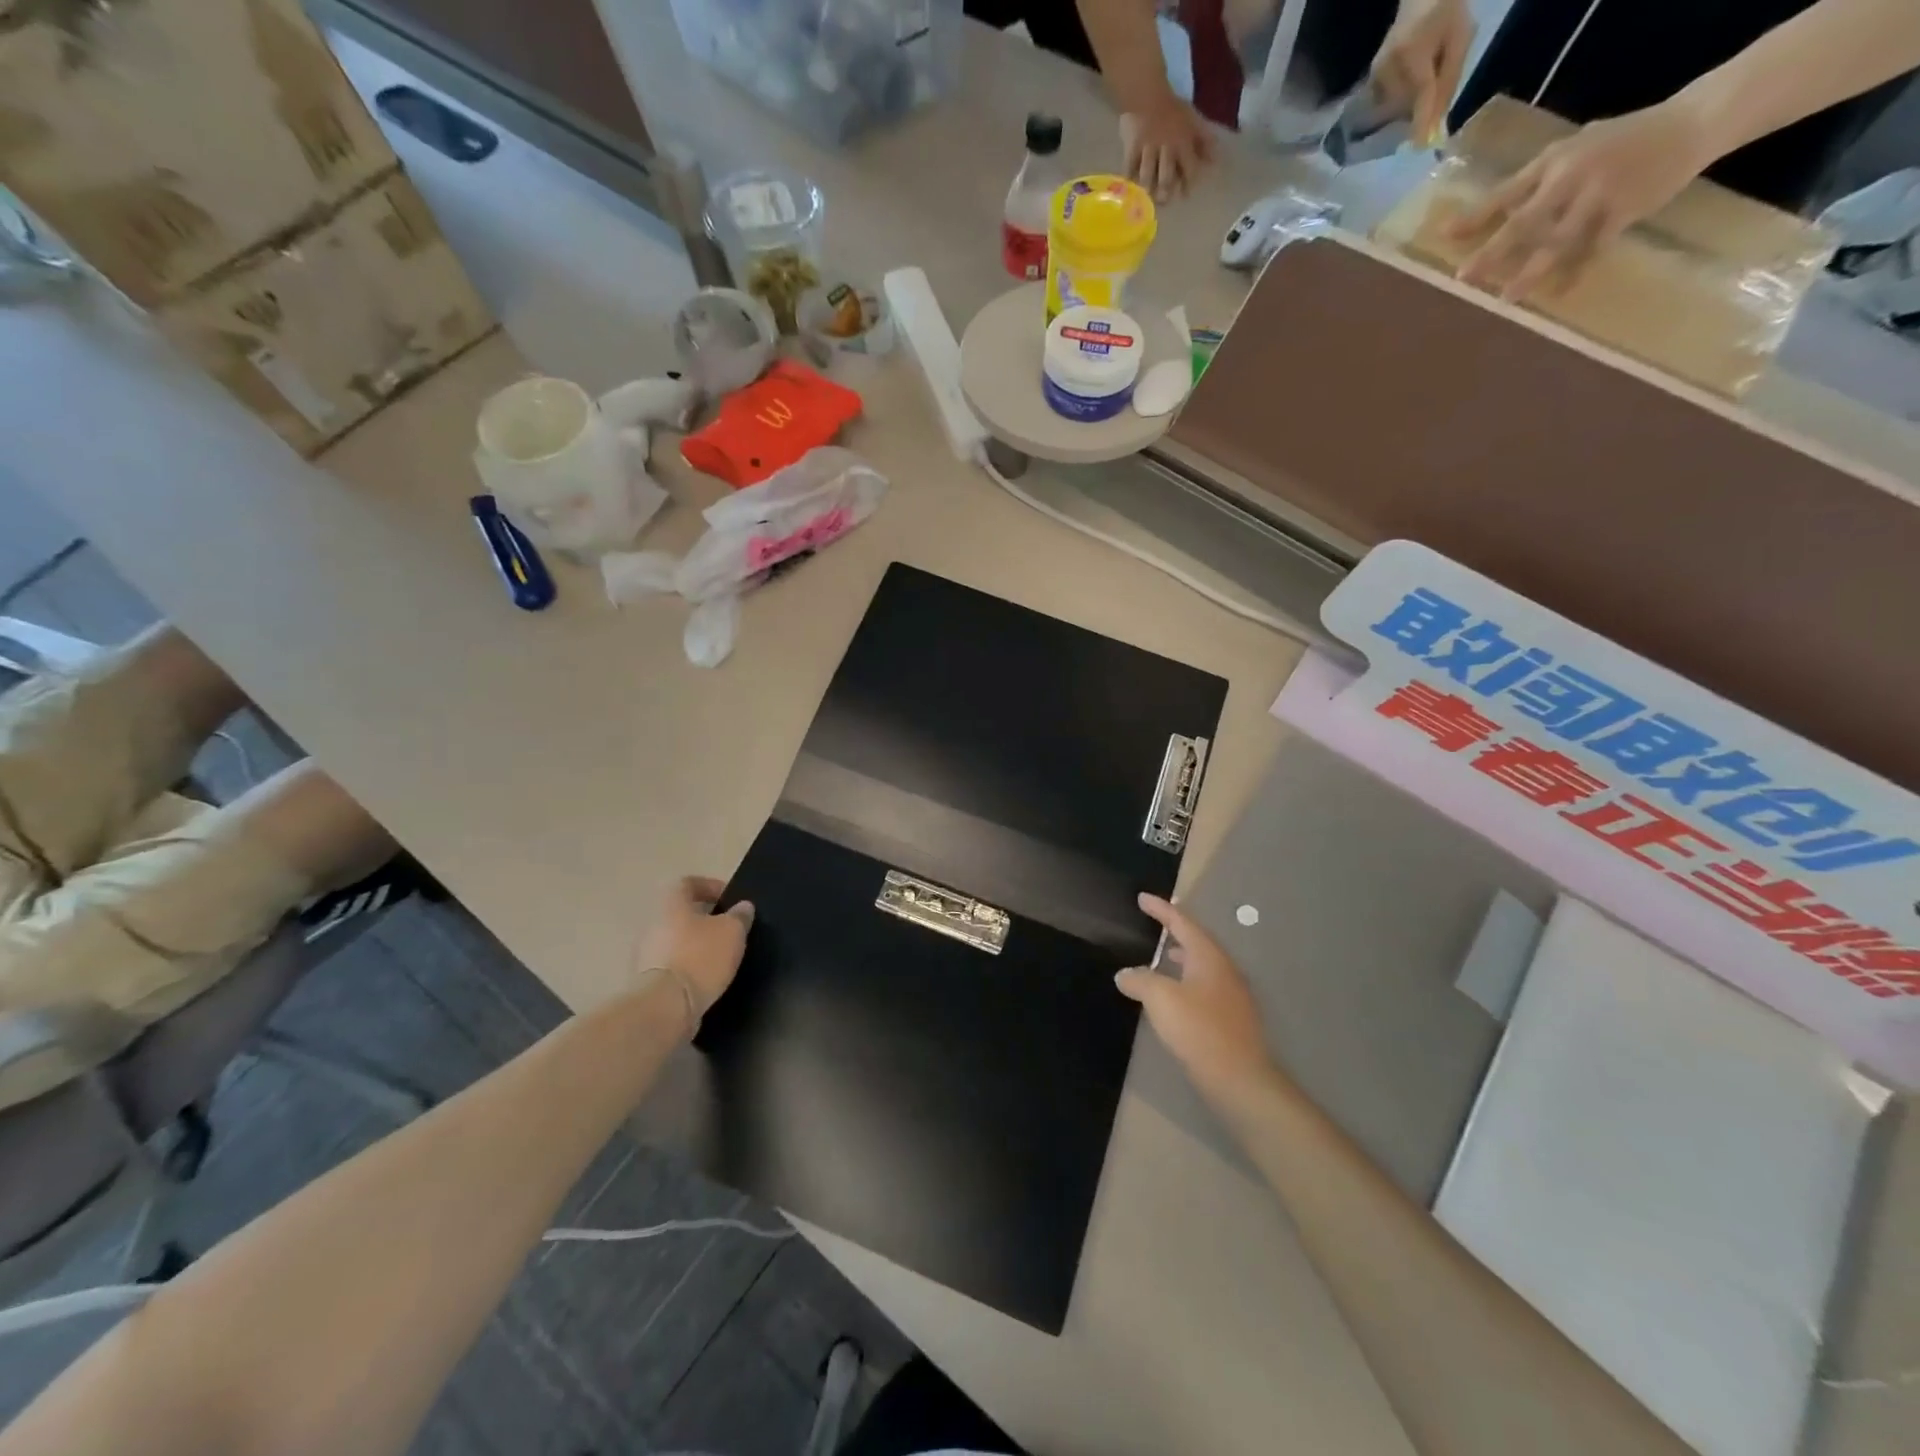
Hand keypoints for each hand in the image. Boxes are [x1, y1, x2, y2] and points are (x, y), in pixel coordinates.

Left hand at [638, 876, 753, 1017]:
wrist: (665, 1006)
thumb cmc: (700, 957)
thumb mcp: (732, 931)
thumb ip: (739, 916)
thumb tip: (743, 906)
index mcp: (672, 904)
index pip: (688, 883)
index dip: (710, 886)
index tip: (729, 899)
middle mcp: (653, 924)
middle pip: (681, 913)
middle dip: (705, 919)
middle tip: (729, 929)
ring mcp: (646, 954)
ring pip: (676, 940)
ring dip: (696, 945)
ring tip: (721, 956)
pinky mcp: (647, 981)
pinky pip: (672, 965)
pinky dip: (688, 967)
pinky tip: (707, 978)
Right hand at [1116, 893, 1275, 1108]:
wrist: (1240, 1080)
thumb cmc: (1199, 1030)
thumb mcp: (1161, 999)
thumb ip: (1140, 980)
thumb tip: (1124, 974)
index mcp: (1209, 957)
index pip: (1182, 922)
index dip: (1161, 909)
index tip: (1142, 898)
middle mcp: (1225, 970)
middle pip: (1197, 942)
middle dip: (1175, 931)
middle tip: (1154, 923)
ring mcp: (1232, 996)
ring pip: (1203, 966)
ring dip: (1182, 958)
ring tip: (1162, 957)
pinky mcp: (1232, 1019)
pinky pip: (1205, 988)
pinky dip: (1187, 982)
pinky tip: (1174, 997)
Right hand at [1120, 95, 1214, 202]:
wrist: (1147, 93)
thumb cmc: (1172, 109)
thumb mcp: (1192, 120)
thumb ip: (1203, 140)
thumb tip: (1216, 159)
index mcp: (1183, 143)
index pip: (1189, 169)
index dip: (1188, 184)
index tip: (1185, 194)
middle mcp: (1166, 149)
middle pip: (1166, 178)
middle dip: (1166, 192)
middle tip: (1163, 201)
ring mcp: (1147, 150)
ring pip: (1147, 175)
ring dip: (1148, 188)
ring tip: (1147, 196)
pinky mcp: (1131, 149)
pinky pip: (1129, 168)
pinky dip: (1129, 178)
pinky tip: (1130, 186)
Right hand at [1369, 0, 1473, 144]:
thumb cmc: (1446, 12)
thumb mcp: (1460, 40)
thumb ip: (1448, 83)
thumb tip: (1438, 125)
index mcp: (1413, 53)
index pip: (1420, 94)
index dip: (1422, 121)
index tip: (1422, 148)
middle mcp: (1388, 67)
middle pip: (1406, 104)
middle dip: (1421, 105)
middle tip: (1433, 87)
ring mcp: (1375, 74)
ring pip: (1396, 105)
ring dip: (1410, 102)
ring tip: (1422, 76)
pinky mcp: (1370, 80)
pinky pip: (1386, 102)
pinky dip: (1399, 100)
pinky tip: (1408, 83)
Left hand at [1449, 102, 1715, 299]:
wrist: (1694, 121)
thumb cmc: (1622, 142)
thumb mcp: (1576, 150)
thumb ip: (1536, 182)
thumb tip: (1491, 215)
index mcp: (1554, 160)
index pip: (1505, 192)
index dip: (1475, 215)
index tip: (1444, 235)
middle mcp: (1573, 175)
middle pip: (1525, 220)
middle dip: (1493, 251)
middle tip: (1464, 277)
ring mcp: (1600, 193)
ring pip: (1557, 240)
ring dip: (1530, 271)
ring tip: (1506, 298)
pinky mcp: (1626, 208)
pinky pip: (1595, 248)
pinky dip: (1578, 271)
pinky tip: (1561, 293)